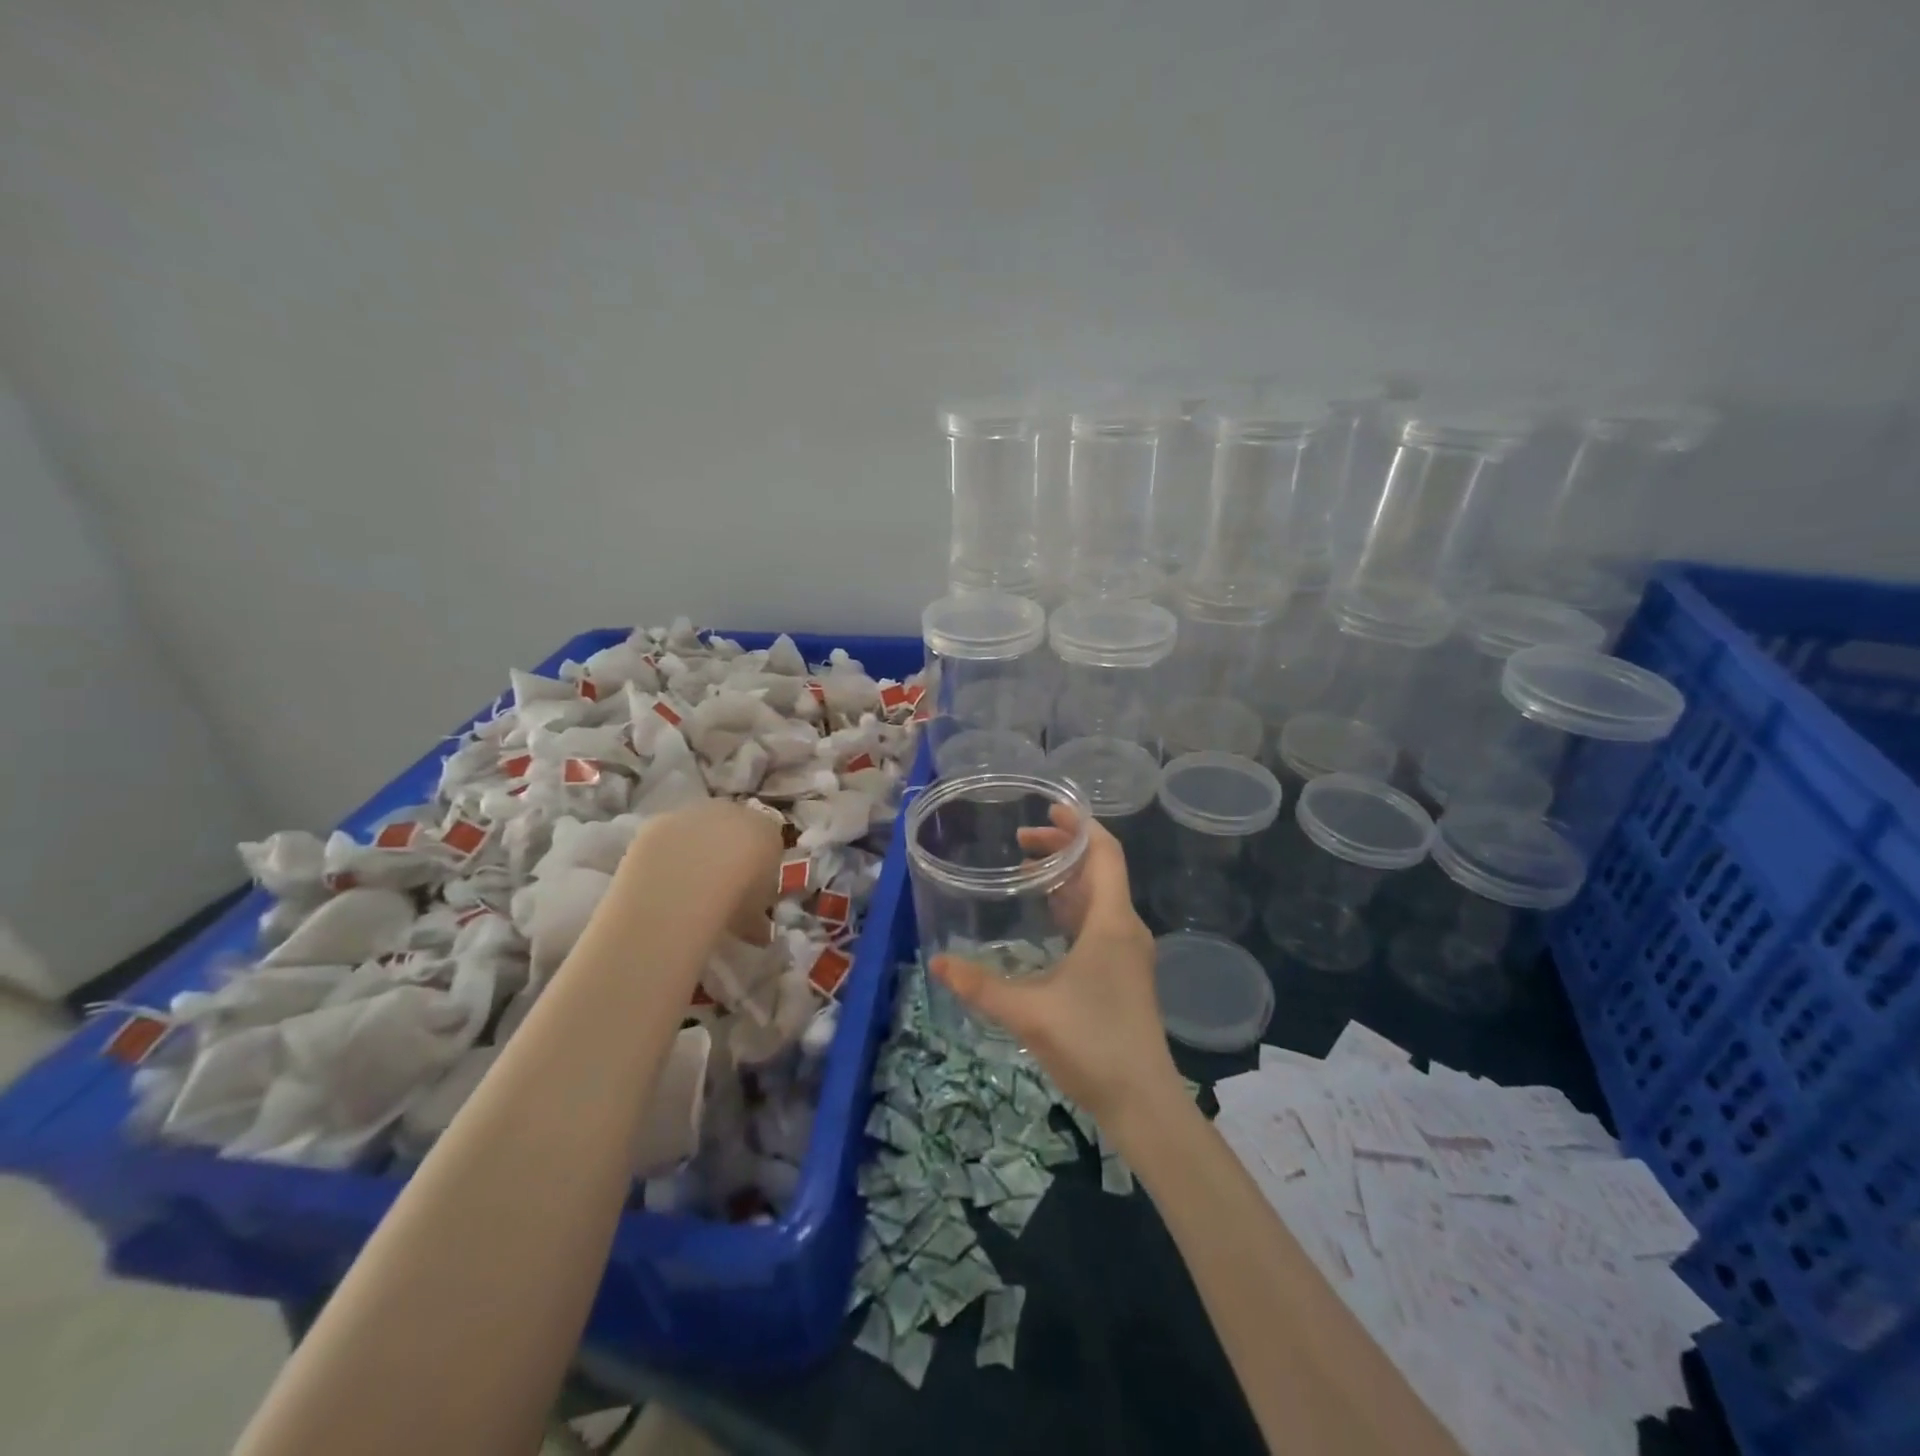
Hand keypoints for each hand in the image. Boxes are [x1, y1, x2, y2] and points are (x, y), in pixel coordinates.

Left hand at [620, 800, 783, 945]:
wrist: (688, 881)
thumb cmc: (736, 897)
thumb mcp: (756, 915)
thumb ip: (758, 915)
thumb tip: (756, 929)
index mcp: (767, 829)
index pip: (768, 840)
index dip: (758, 863)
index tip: (750, 888)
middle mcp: (734, 812)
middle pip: (733, 828)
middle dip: (726, 851)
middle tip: (717, 886)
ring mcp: (695, 812)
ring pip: (698, 829)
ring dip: (694, 849)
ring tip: (684, 885)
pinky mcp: (660, 820)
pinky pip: (667, 836)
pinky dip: (665, 853)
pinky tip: (660, 878)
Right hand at [931, 807, 1180, 1123]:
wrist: (1143, 1102)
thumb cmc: (1092, 1044)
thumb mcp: (1029, 1012)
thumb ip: (980, 986)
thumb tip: (938, 962)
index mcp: (1111, 922)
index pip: (1105, 853)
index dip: (1079, 825)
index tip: (1048, 808)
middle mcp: (1125, 928)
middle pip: (1099, 869)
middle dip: (1063, 847)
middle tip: (1022, 839)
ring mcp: (1128, 952)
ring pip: (1100, 896)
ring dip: (1067, 877)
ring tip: (1028, 870)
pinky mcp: (1124, 973)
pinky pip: (1099, 920)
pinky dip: (1073, 905)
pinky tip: (1046, 919)